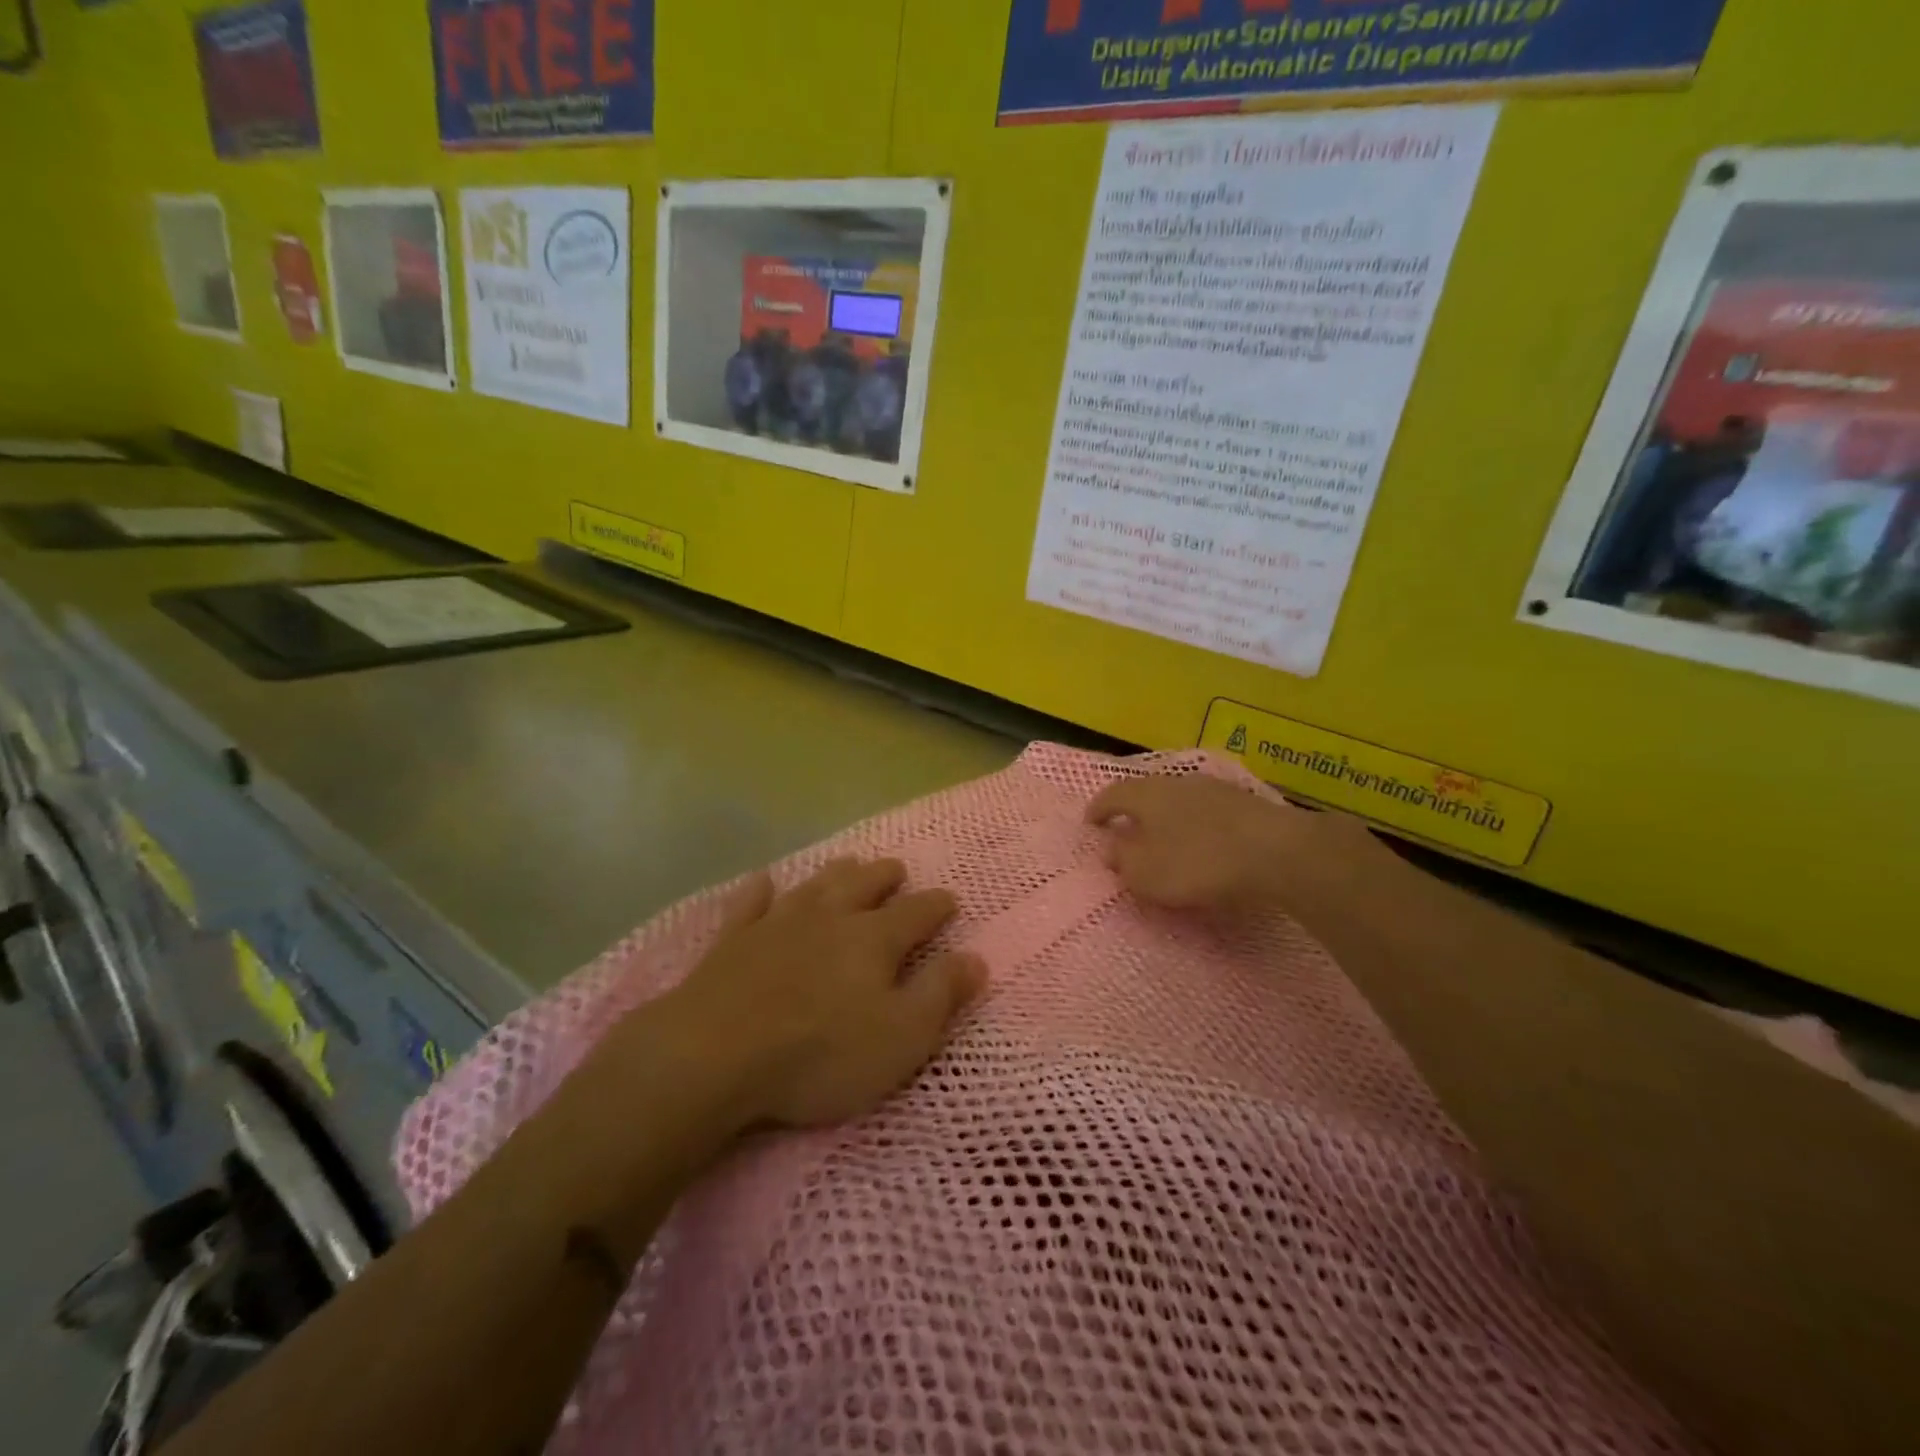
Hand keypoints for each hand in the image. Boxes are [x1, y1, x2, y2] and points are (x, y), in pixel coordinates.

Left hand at [656, 858, 985, 1129]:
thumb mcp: (902, 1036)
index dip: (937, 905)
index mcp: (874, 939)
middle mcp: (829, 918)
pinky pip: (750, 904)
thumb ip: (941, 994)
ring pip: (814, 885)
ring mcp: (777, 924)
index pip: (917, 912)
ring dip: (835, 873)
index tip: (950, 899)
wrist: (715, 1053)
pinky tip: (763, 881)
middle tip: (896, 869)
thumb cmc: (821, 1052)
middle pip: (864, 885)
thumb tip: (977, 958)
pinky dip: (760, 890)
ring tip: (848, 863)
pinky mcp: (733, 941)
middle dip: (885, 876)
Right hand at [1086, 773, 1389, 914]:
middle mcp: (1175, 782)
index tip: (1090, 823)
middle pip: (1145, 792)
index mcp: (1145, 795)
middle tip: (1125, 829)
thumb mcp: (1146, 874)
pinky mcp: (1243, 801)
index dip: (1098, 809)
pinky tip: (1201, 841)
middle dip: (1133, 811)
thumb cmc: (1198, 862)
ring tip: (1164, 837)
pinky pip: (1205, 810)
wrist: (1275, 851)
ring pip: (1177, 799)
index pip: (1112, 795)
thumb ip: (1123, 861)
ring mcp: (1212, 788)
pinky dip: (1194, 824)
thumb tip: (1113, 849)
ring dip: (1166, 817)